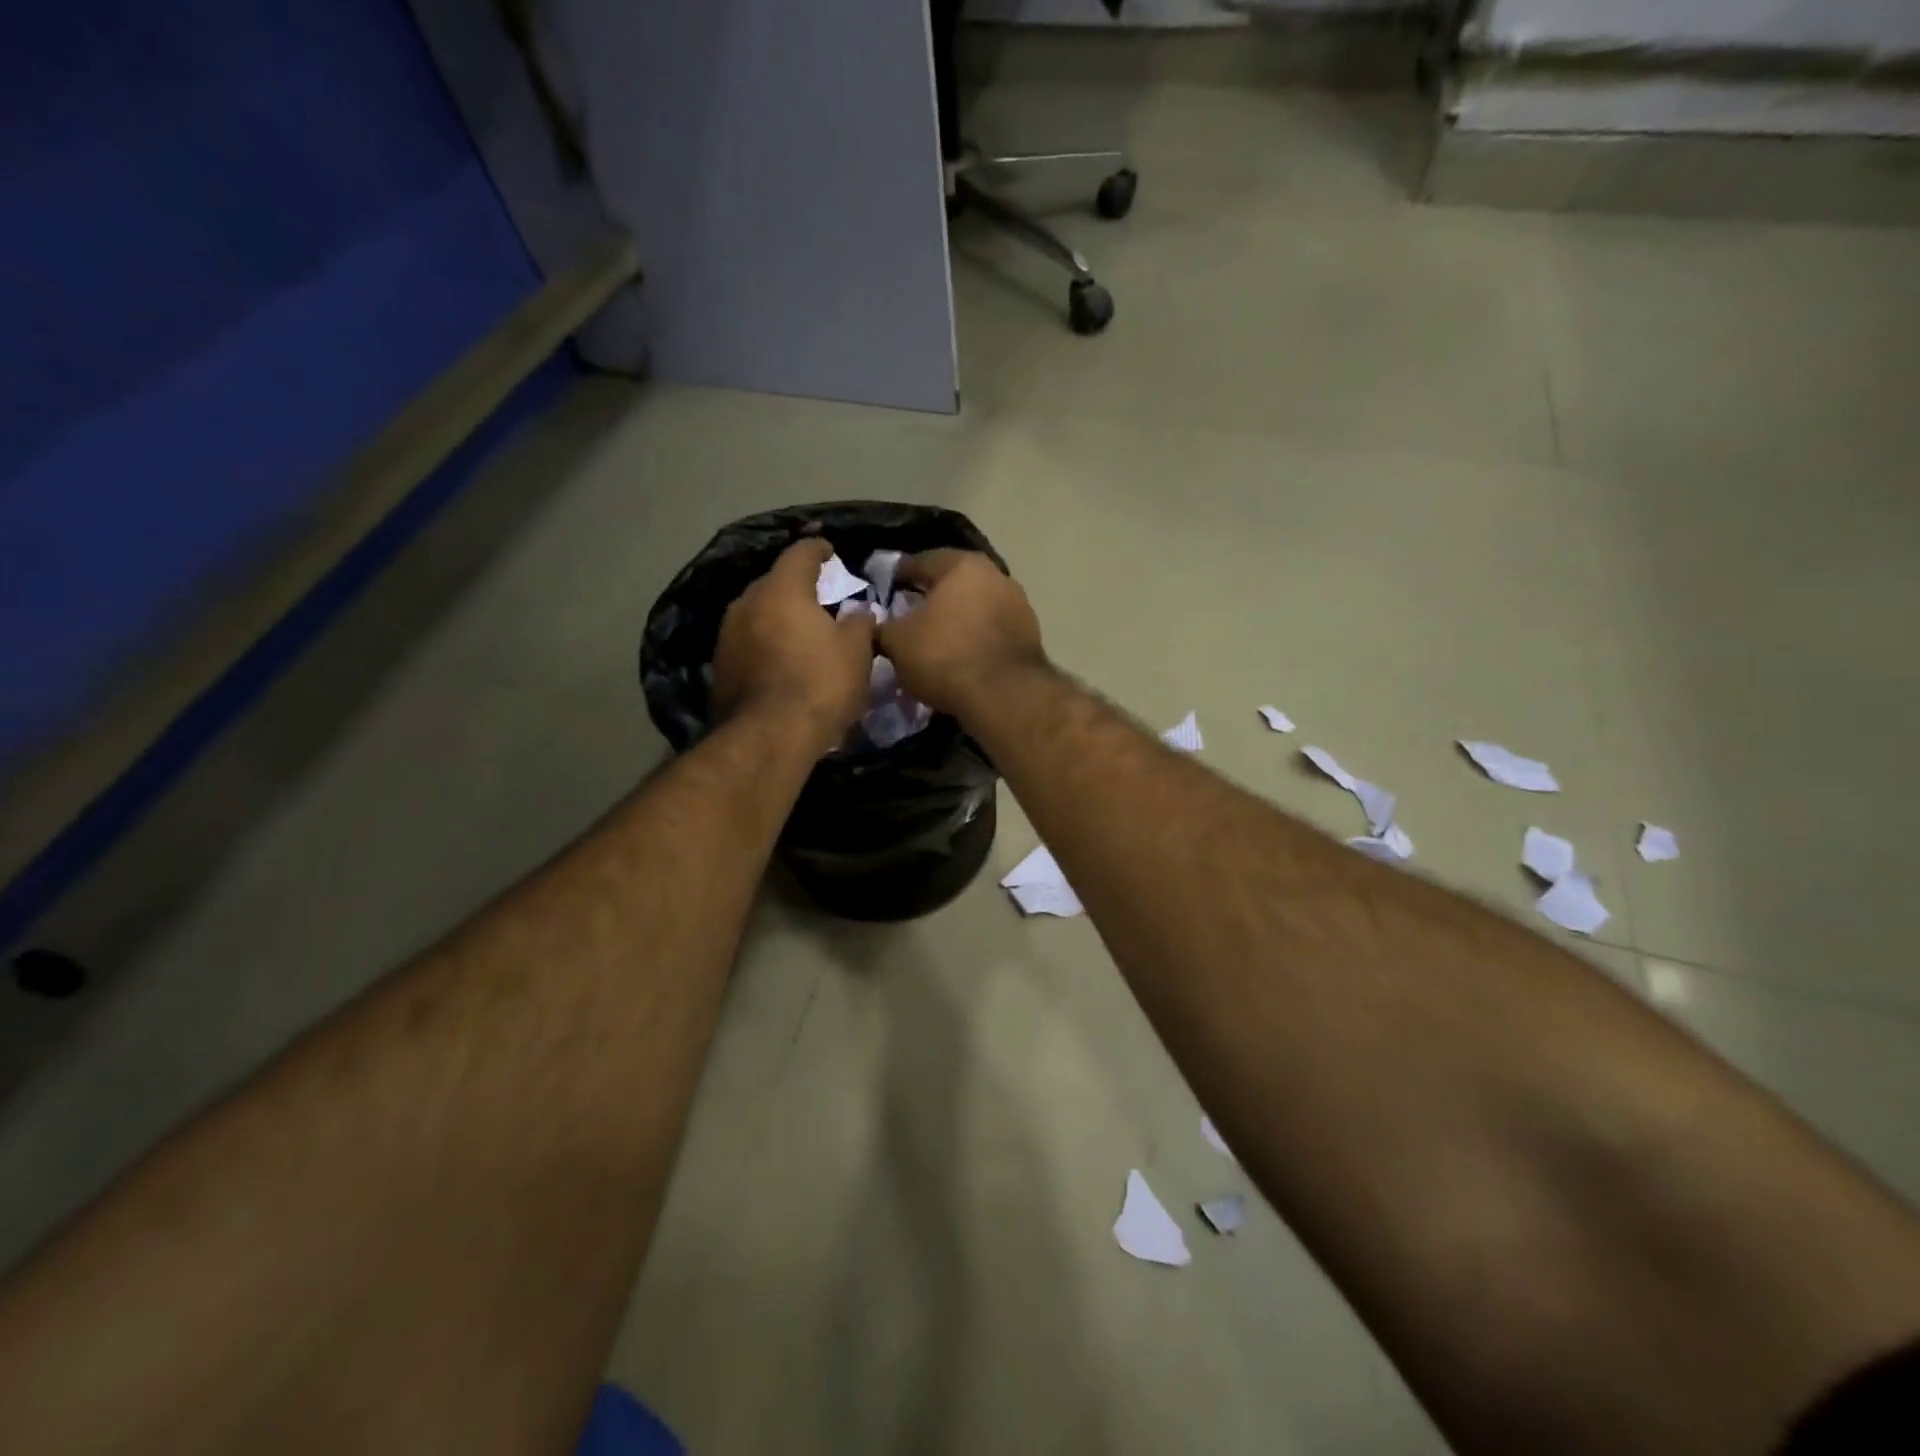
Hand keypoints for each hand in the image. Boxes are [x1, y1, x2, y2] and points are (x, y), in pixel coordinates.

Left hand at [712, 539, 875, 753]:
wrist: (770, 736)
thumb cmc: (820, 683)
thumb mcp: (857, 651)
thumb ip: (860, 623)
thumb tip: (860, 612)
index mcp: (782, 589)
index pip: (800, 553)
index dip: (818, 549)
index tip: (830, 551)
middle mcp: (747, 603)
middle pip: (774, 583)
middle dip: (795, 587)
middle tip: (818, 599)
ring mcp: (727, 636)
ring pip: (757, 615)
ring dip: (777, 619)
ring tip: (799, 632)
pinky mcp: (720, 668)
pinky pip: (747, 644)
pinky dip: (765, 646)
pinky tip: (781, 662)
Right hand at [877, 549, 1045, 717]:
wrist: (1005, 695)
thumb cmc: (945, 657)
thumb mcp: (898, 643)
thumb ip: (881, 627)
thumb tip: (873, 625)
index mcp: (962, 565)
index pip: (922, 561)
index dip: (899, 574)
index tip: (884, 587)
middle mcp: (996, 575)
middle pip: (953, 582)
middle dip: (930, 596)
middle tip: (908, 613)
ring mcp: (1019, 605)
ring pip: (976, 606)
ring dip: (956, 618)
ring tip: (935, 638)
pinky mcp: (1030, 635)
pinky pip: (992, 630)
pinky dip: (975, 638)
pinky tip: (961, 656)